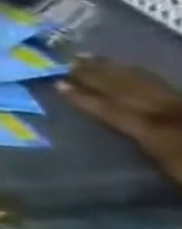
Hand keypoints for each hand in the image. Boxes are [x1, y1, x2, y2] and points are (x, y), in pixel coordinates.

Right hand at [60, 58, 181, 183]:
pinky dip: (151, 80)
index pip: (112, 110)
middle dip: (100, 74)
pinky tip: (140, 74)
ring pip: (152, 85)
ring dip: (122, 71)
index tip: (57, 83)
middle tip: (73, 58)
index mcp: (157, 132)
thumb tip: (134, 128)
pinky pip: (170, 90)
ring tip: (96, 58)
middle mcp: (172, 115)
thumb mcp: (174, 171)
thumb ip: (154, 146)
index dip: (85, 97)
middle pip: (131, 90)